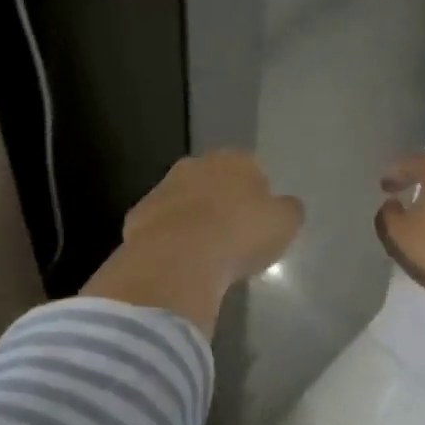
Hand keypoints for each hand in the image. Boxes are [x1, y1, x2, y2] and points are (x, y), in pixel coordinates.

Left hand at [123, 151, 304, 283]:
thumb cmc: (240, 235)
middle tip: (233, 236)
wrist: (177, 258)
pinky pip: (161, 227)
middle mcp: (195, 165)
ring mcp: (162, 189)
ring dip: (193, 220)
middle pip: (214, 181)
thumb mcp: (285, 224)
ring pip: (184, 202)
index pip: (251, 168)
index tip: (261, 221)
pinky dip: (169, 241)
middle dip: (222, 202)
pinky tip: (179, 264)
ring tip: (205, 255)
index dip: (258, 195)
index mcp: (234, 160)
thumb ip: (287, 210)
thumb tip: (284, 206)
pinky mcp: (137, 217)